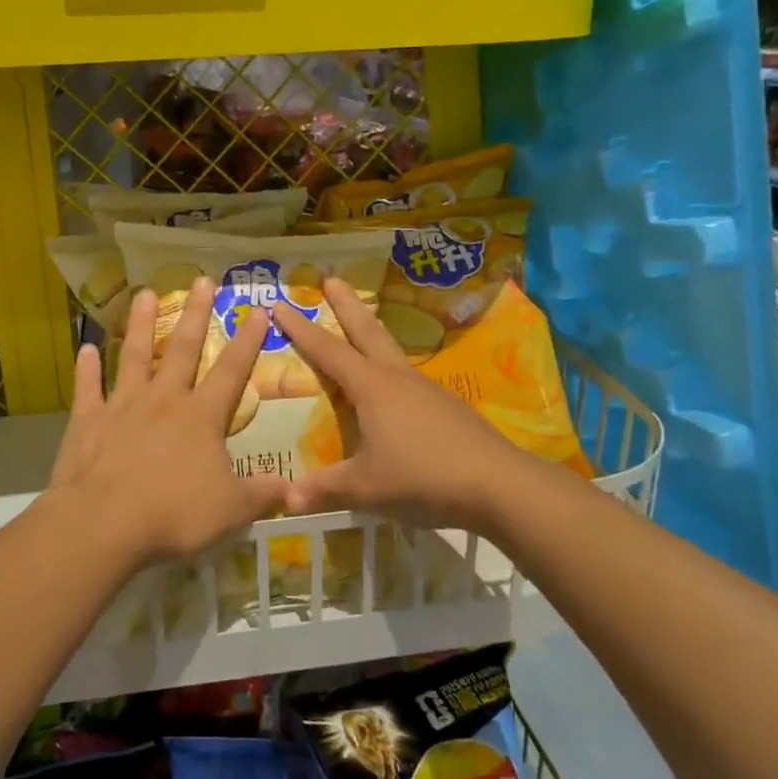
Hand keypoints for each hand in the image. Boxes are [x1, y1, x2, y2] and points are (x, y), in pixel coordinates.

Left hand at [48, 279, 289, 564]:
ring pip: (135, 356)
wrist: (105, 523)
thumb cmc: (174, 514)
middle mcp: (164, 400)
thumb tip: (293, 489)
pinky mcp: (88, 421)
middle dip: (197, 314)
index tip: (258, 309)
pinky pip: (88, 388)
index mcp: (202, 416)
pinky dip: (87, 368)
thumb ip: (261, 495)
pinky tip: (86, 348)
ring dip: (141, 324)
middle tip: (202, 280)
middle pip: (184, 349)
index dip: (248, 340)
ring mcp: (122, 406)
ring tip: (145, 294)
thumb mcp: (231, 510)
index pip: (232, 371)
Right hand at [272, 279, 529, 535]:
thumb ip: (324, 490)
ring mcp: (427, 389)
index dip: (301, 328)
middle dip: (347, 305)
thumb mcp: (365, 488)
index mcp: (372, 388)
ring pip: (392, 350)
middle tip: (331, 278)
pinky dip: (391, 367)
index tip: (279, 304)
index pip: (328, 350)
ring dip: (372, 332)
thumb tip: (284, 499)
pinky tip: (394, 387)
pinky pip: (409, 378)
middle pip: (368, 331)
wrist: (498, 484)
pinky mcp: (447, 407)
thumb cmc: (422, 478)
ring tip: (362, 325)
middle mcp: (398, 378)